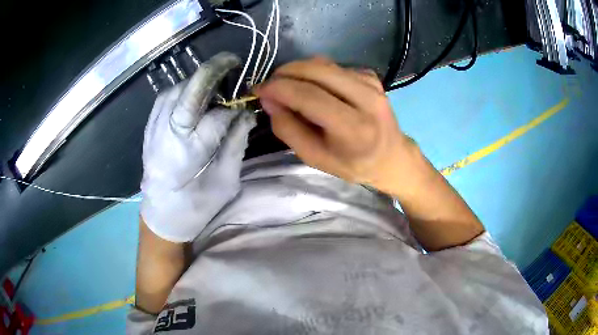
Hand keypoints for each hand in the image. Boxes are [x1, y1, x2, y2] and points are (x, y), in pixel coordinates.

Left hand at [141, 52, 255, 242]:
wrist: (161, 215)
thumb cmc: (196, 206)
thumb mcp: (225, 182)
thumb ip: (235, 145)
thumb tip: (247, 115)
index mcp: (189, 153)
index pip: (218, 117)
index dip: (235, 109)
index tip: (247, 109)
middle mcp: (168, 134)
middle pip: (190, 92)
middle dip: (213, 71)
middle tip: (233, 61)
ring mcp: (155, 128)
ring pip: (177, 90)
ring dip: (198, 81)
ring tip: (215, 84)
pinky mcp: (149, 126)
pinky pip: (166, 97)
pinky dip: (182, 90)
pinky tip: (194, 96)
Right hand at [257, 57, 483, 250]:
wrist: (392, 156)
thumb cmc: (353, 164)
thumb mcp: (315, 158)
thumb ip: (288, 129)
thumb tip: (269, 99)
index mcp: (354, 128)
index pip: (309, 97)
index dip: (279, 89)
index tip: (258, 90)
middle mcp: (367, 99)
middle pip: (316, 70)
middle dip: (285, 73)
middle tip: (270, 86)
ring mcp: (371, 83)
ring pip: (323, 64)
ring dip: (298, 72)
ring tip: (288, 88)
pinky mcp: (370, 75)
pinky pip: (333, 67)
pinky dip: (315, 74)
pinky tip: (314, 89)